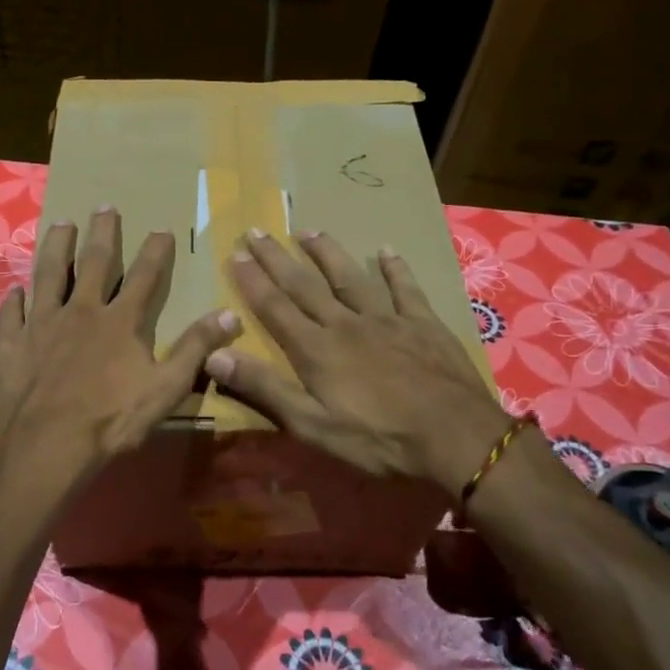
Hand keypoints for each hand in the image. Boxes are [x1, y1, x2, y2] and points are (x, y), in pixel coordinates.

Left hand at [0, 207, 239, 495]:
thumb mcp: (166, 388)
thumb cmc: (111, 419)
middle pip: (93, 262)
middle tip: (104, 207)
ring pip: (49, 274)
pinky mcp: (11, 344)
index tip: (162, 228)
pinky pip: (11, 314)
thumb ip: (196, 348)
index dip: (156, 251)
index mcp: (120, 321)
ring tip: (61, 224)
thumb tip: (230, 314)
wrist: (48, 445)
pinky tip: (15, 291)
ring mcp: (41, 324)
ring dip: (56, 248)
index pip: (144, 276)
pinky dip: (14, 300)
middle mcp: (80, 310)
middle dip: (102, 233)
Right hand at [203, 230, 512, 494]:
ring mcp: (387, 320)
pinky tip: (387, 251)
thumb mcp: (312, 425)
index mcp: (317, 349)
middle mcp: (346, 324)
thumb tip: (215, 354)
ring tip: (308, 230)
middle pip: (305, 285)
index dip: (253, 281)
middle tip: (257, 231)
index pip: (275, 307)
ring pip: (350, 278)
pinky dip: (395, 269)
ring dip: (327, 253)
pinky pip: (405, 289)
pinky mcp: (423, 324)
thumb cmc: (379, 439)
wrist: (455, 437)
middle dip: (278, 258)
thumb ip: (265, 388)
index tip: (235, 253)